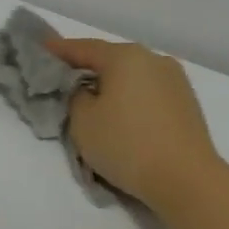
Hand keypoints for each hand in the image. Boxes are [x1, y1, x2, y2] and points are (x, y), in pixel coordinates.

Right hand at [49, 37, 227, 211]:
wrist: (187, 180)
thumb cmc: (127, 144)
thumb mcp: (82, 120)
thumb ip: (74, 96)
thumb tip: (85, 90)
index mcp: (125, 56)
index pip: (83, 48)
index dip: (58, 50)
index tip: (40, 50)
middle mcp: (153, 59)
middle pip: (110, 59)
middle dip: (86, 68)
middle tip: (63, 79)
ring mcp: (175, 80)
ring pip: (131, 76)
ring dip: (110, 84)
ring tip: (92, 100)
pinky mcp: (187, 103)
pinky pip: (147, 92)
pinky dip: (130, 98)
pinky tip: (121, 114)